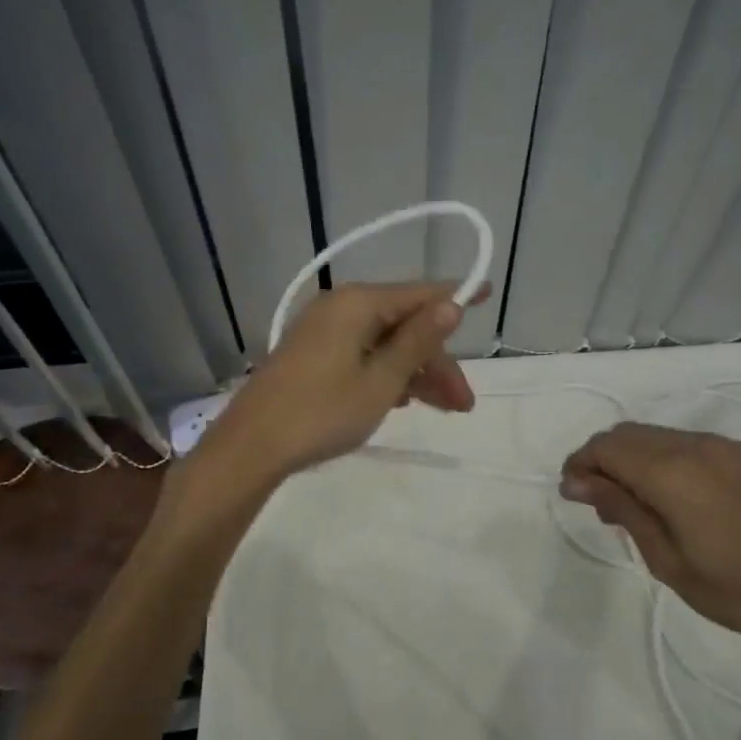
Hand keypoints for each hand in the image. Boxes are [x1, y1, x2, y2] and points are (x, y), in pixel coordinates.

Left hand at [207, 281, 487, 481]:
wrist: (252, 446)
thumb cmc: (322, 412)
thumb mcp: (381, 381)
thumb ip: (418, 341)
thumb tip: (450, 304)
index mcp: (358, 304)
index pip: (420, 294)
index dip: (456, 296)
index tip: (488, 293)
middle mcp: (341, 307)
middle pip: (404, 324)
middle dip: (436, 362)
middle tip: (463, 404)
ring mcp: (323, 331)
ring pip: (384, 343)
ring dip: (415, 373)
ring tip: (443, 410)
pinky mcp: (312, 354)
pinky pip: (362, 355)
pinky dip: (386, 374)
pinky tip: (402, 401)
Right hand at [559, 422, 740, 659]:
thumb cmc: (735, 591)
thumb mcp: (666, 559)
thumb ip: (621, 509)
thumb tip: (577, 481)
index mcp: (672, 471)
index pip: (606, 447)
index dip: (581, 464)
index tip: (573, 494)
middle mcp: (698, 445)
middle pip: (630, 434)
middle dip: (605, 459)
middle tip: (601, 502)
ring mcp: (730, 447)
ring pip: (662, 437)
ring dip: (638, 459)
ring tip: (640, 503)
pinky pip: (696, 445)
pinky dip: (672, 461)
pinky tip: (683, 499)